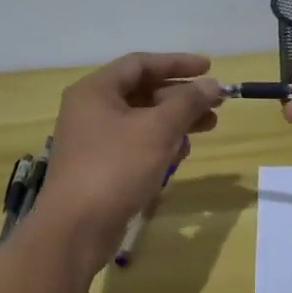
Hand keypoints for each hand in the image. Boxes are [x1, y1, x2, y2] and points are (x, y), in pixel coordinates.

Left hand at [33, 53, 223, 270]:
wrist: (76, 228)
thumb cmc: (115, 168)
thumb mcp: (158, 130)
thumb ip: (188, 103)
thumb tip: (213, 85)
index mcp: (96, 91)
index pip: (140, 64)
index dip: (177, 63)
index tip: (209, 68)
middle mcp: (91, 110)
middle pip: (143, 92)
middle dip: (181, 96)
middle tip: (215, 103)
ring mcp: (94, 140)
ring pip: (142, 120)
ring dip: (176, 121)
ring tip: (208, 127)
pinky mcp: (101, 167)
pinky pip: (136, 144)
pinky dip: (160, 144)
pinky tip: (180, 154)